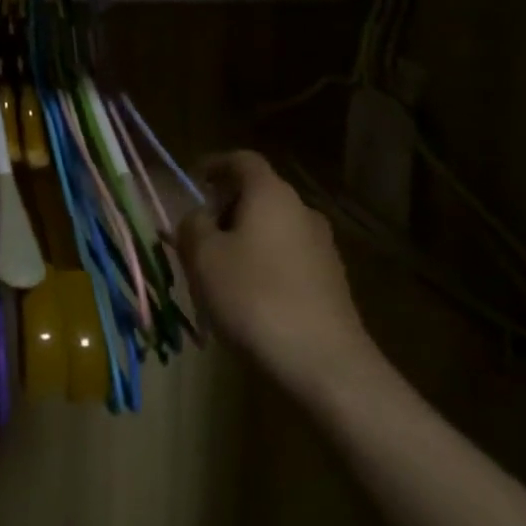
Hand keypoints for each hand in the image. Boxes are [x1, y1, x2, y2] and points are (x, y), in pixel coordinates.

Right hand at [179, 151, 376, 398]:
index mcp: (271, 194)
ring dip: (245, 239)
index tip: (195, 179)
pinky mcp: (332, 282)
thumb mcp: (203, 257)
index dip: (216, 164)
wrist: (324, 364)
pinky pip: (288, 258)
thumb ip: (192, 226)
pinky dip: (265, 264)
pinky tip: (249, 298)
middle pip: (259, 194)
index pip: (242, 160)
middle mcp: (302, 210)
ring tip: (219, 272)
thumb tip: (199, 217)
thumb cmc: (254, 298)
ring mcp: (322, 247)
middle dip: (226, 208)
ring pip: (273, 228)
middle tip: (199, 235)